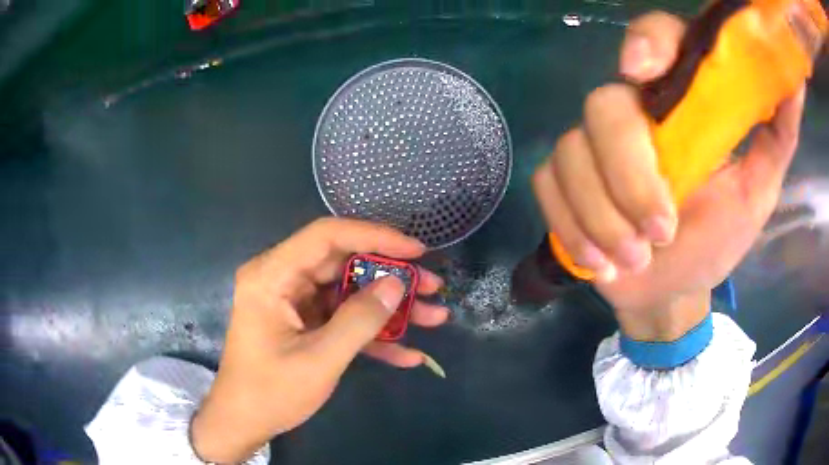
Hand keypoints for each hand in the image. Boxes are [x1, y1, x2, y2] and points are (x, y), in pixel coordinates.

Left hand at [191, 218, 448, 462]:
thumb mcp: (320, 359)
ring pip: (349, 291)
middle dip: (391, 276)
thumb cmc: (271, 391)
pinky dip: (373, 335)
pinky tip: (408, 354)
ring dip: (390, 307)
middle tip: (432, 286)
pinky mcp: (305, 323)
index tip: (417, 250)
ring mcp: (295, 302)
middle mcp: (283, 279)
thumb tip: (396, 284)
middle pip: (344, 263)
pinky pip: (343, 319)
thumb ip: (359, 320)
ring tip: (433, 317)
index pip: (327, 236)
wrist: (244, 421)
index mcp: (273, 275)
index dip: (375, 236)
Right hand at [532, 12, 803, 339]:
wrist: (671, 288)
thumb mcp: (759, 187)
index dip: (644, 43)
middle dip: (628, 176)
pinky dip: (572, 226)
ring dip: (603, 216)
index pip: (654, 40)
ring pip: (571, 155)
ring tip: (633, 259)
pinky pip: (549, 187)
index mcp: (681, 104)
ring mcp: (589, 149)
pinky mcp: (562, 184)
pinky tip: (599, 259)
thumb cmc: (718, 239)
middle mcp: (632, 115)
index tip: (643, 74)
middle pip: (603, 108)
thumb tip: (795, 84)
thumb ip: (778, 134)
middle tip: (660, 231)